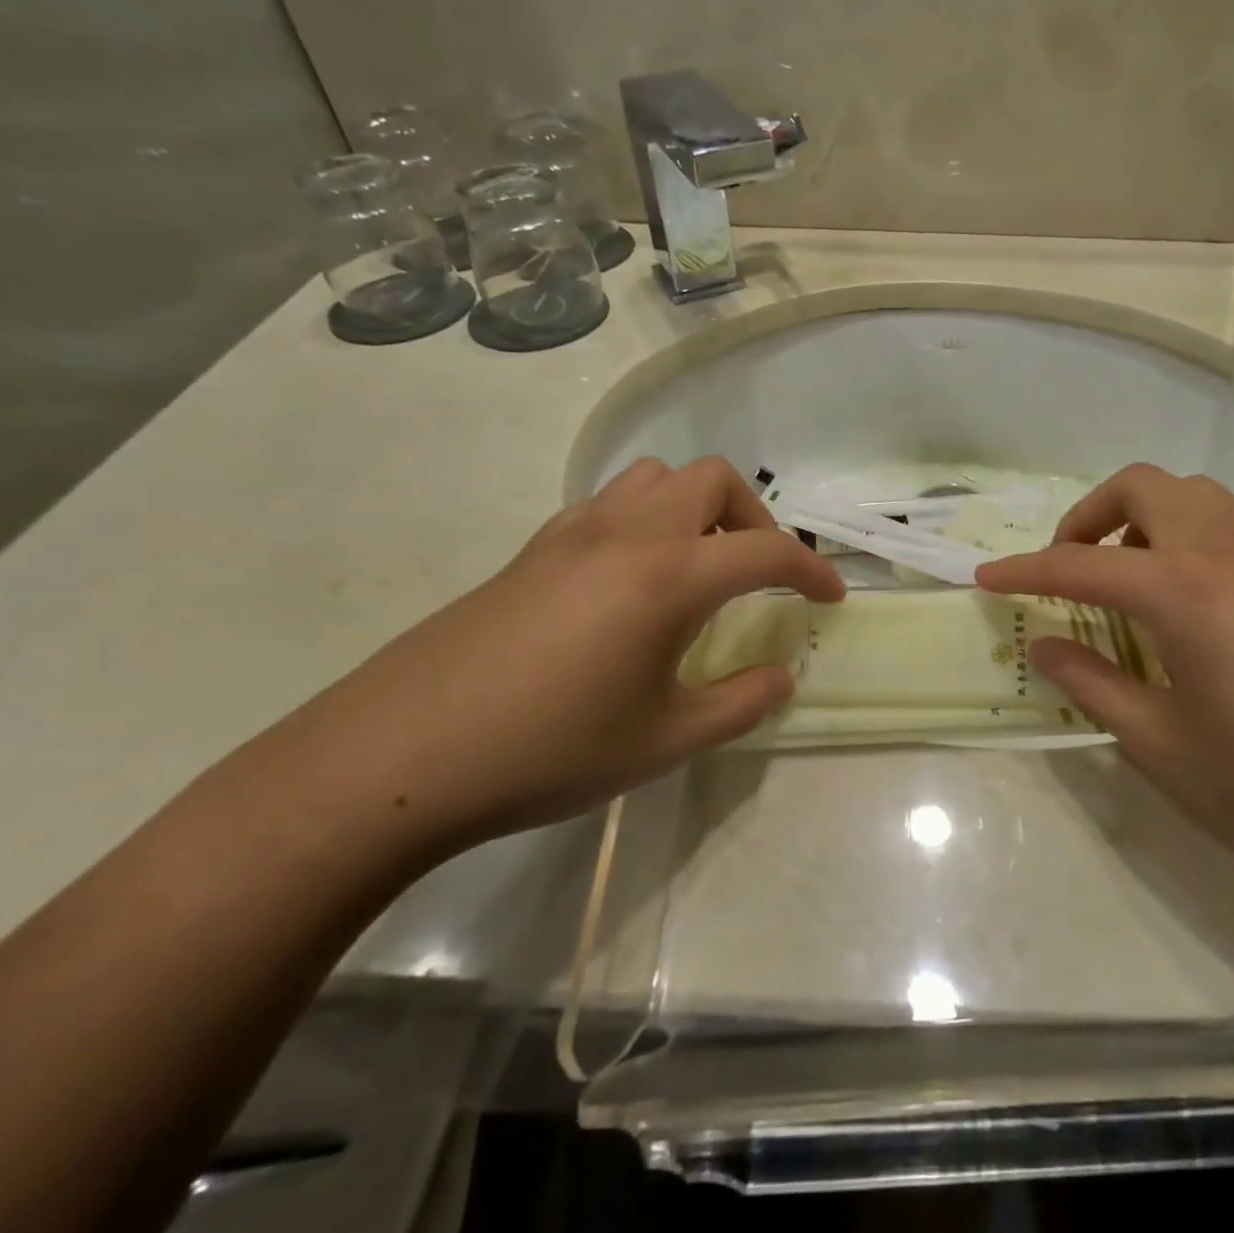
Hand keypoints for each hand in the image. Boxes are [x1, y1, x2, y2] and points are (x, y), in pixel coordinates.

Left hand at [268, 457, 843, 857]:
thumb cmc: (549, 750)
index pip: (765, 550)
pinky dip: (644, 520)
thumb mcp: (664, 741)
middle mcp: (627, 533)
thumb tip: (781, 677)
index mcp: (668, 576)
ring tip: (698, 567)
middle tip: (759, 575)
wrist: (403, 755)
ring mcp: (573, 533)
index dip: (811, 570)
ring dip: (695, 508)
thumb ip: (739, 704)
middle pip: (712, 480)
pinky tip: (632, 581)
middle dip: (754, 518)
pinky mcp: (533, 548)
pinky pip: (608, 503)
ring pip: (655, 478)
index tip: (830, 598)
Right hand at [976, 464, 1233, 866]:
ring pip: (1189, 494)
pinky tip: (1186, 601)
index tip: (986, 578)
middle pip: (1140, 487)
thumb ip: (1094, 686)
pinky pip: (1223, 522)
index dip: (1024, 571)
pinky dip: (1181, 534)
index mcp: (1181, 586)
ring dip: (1140, 517)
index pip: (1079, 563)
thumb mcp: (1168, 742)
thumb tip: (1044, 647)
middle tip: (1069, 566)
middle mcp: (1222, 547)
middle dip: (1088, 515)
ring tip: (1126, 577)